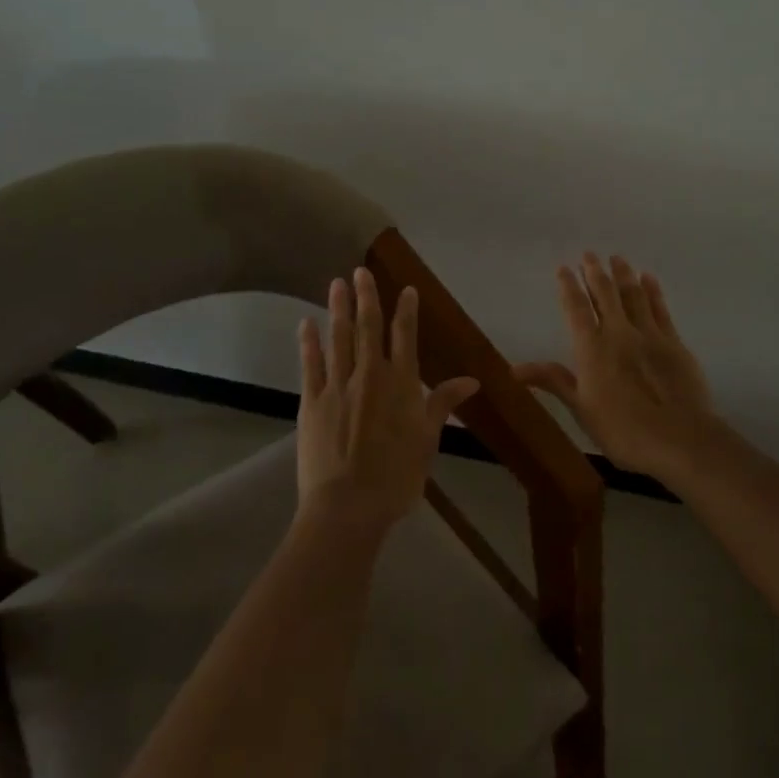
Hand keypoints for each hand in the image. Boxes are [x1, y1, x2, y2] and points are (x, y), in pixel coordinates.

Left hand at [296, 267, 479, 530]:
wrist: (348, 505)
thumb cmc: (397, 477)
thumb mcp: (428, 440)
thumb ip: (443, 403)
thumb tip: (472, 380)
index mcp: (401, 384)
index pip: (405, 336)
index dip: (406, 311)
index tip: (406, 289)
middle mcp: (370, 375)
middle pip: (368, 328)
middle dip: (366, 297)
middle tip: (359, 272)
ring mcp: (338, 386)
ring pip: (339, 338)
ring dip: (338, 310)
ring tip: (336, 284)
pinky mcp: (312, 401)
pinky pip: (310, 364)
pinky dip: (309, 342)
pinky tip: (306, 323)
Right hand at [514, 253, 719, 485]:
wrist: (680, 439)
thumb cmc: (623, 430)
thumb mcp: (581, 409)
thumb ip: (554, 381)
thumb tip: (514, 368)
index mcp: (592, 349)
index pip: (576, 308)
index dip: (568, 286)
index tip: (563, 267)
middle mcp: (619, 333)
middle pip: (605, 294)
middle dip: (595, 272)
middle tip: (589, 254)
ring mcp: (650, 335)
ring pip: (633, 295)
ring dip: (623, 274)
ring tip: (617, 258)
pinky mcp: (675, 343)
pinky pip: (660, 309)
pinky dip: (653, 291)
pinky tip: (649, 278)